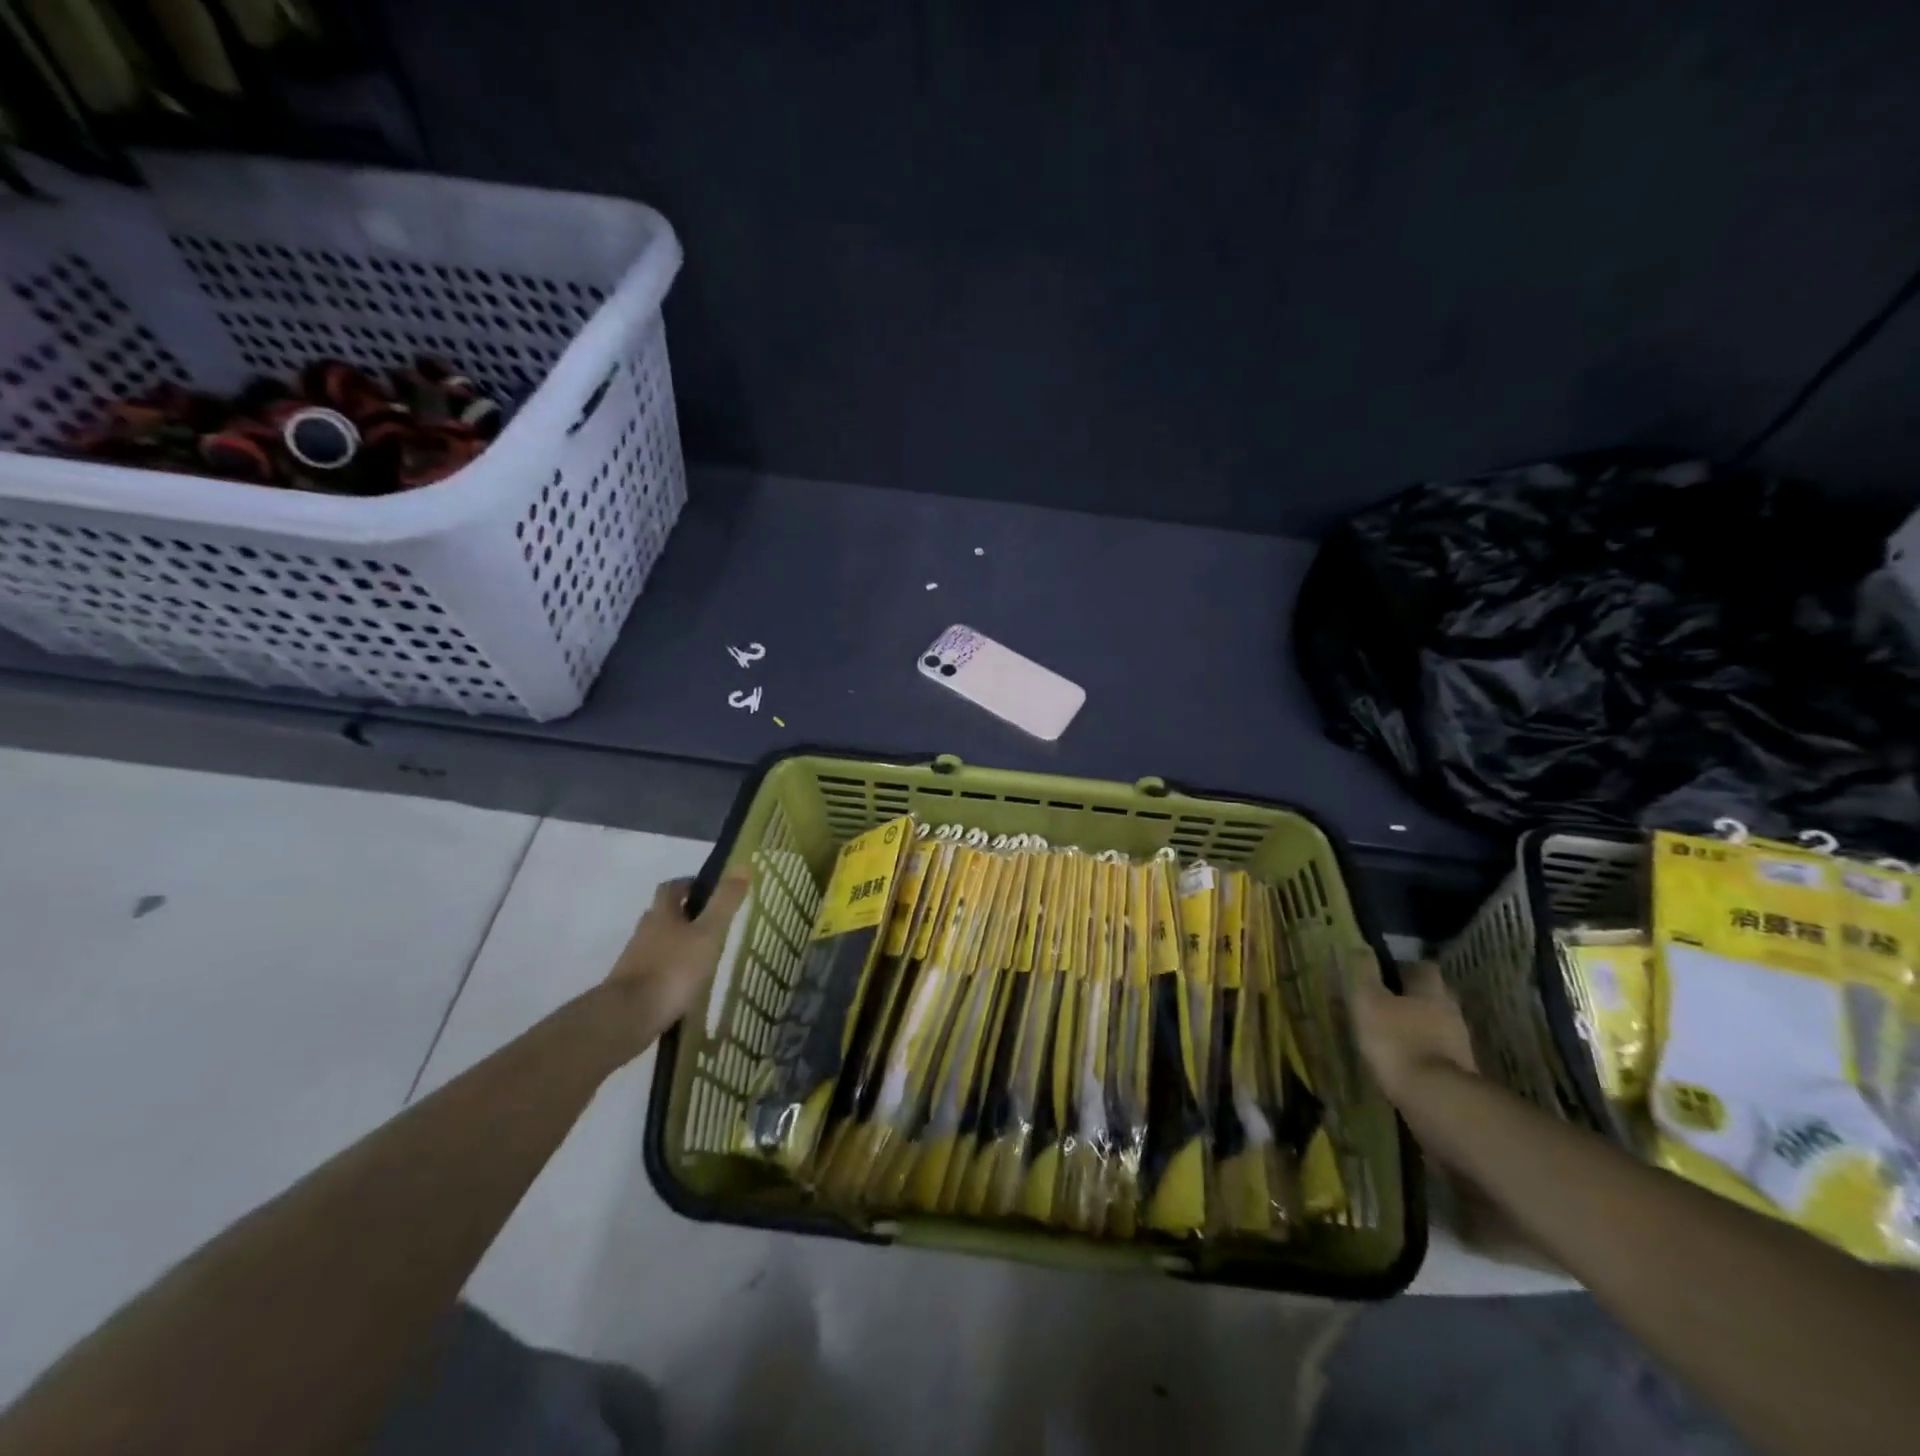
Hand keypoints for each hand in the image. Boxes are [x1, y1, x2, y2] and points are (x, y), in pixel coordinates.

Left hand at [606, 871, 749, 1029]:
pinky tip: (684, 983)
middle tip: (709, 922)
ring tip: (701, 954)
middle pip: (662, 914)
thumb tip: (742, 865)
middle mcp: (644, 931)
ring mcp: (634, 960)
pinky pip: (654, 969)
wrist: (628, 1016)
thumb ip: (724, 902)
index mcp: (662, 913)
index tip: (707, 889)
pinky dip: (668, 970)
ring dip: (675, 943)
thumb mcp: (708, 933)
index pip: (672, 887)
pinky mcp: (631, 986)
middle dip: (682, 914)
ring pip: (657, 942)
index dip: (688, 884)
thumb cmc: (673, 969)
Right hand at [1346, 952, 1477, 1106]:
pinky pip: (1439, 1052)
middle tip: (1390, 1002)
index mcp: (1431, 991)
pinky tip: (1407, 1059)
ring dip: (1421, 1026)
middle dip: (1415, 997)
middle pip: (1435, 996)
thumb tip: (1360, 947)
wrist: (1434, 1099)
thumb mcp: (1368, 1001)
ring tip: (1395, 1033)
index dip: (1406, 966)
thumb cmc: (1396, 1040)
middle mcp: (1451, 1012)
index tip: (1388, 971)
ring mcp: (1460, 1044)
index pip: (1424, 967)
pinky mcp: (1460, 1072)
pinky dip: (1425, 1051)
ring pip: (1438, 1025)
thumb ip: (1364, 973)